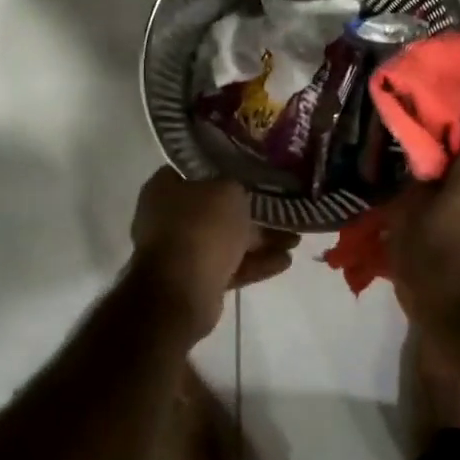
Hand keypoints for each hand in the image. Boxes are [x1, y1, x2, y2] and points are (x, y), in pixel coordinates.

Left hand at [129, 168, 298, 336]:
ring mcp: (180, 250)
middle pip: (216, 208)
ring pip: (226, 239)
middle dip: (252, 211)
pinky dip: (254, 263)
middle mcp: (168, 216)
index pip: (199, 168)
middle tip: (282, 210)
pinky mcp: (195, 279)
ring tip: (294, 239)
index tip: (256, 171)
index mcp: (165, 187)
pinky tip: (284, 261)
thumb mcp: (227, 190)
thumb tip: (239, 190)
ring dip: (260, 240)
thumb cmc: (201, 227)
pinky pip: (229, 265)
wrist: (180, 291)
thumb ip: (237, 185)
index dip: (229, 168)